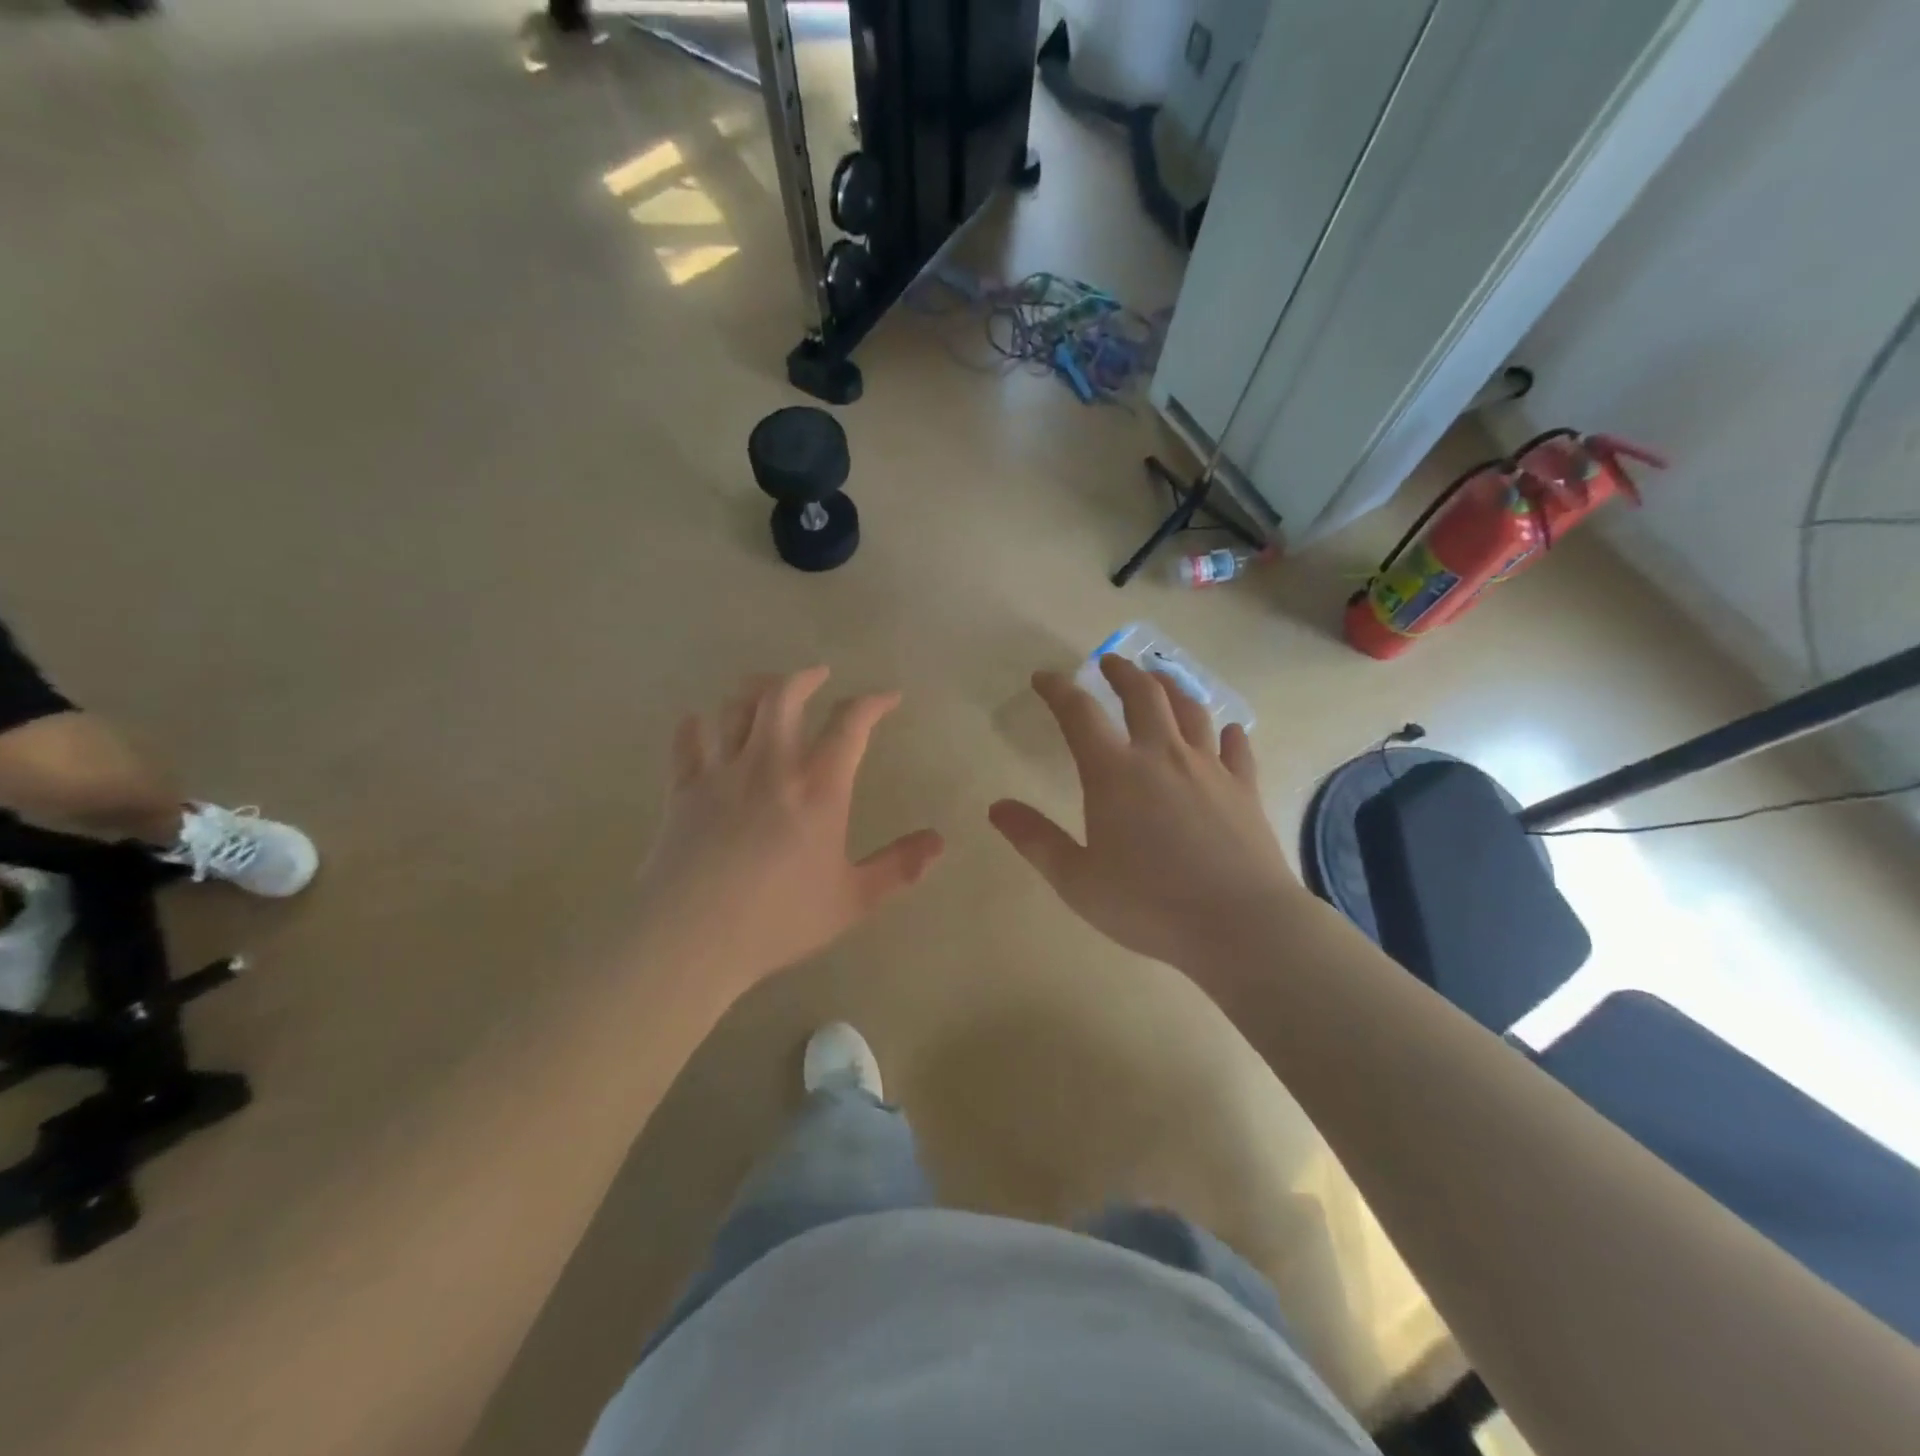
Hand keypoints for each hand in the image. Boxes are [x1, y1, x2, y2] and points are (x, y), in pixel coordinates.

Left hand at [634, 668, 945, 995]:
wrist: (692, 937)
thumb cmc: (780, 919)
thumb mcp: (853, 899)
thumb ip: (899, 867)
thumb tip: (939, 841)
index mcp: (818, 788)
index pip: (850, 724)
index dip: (872, 702)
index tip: (888, 697)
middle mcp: (770, 765)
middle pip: (783, 695)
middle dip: (804, 677)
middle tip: (818, 675)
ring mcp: (722, 773)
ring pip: (734, 708)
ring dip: (752, 691)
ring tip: (765, 692)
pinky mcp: (684, 789)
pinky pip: (687, 741)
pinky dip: (695, 726)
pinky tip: (700, 724)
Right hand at [989, 656, 1299, 971]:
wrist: (1240, 925)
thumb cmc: (1148, 904)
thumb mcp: (1076, 880)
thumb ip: (1035, 839)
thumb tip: (996, 807)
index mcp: (1114, 773)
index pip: (1079, 714)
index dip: (1058, 690)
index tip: (1044, 677)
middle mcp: (1162, 755)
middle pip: (1143, 694)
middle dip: (1122, 671)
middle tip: (1110, 661)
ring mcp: (1209, 768)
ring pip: (1191, 709)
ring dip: (1171, 686)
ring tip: (1160, 678)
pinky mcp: (1244, 788)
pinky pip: (1236, 747)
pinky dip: (1228, 732)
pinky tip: (1227, 730)